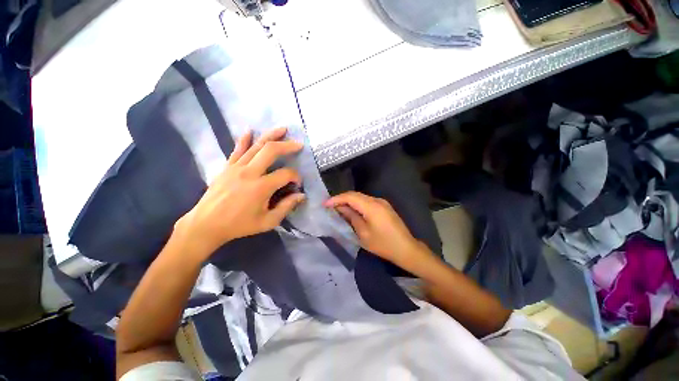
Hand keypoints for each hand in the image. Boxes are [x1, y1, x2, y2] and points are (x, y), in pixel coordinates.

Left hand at [175, 127, 305, 257]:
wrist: (207, 224)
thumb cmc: (239, 225)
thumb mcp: (267, 222)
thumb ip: (286, 207)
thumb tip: (301, 195)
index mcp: (261, 187)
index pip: (285, 174)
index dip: (296, 176)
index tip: (298, 183)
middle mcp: (250, 172)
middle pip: (271, 151)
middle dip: (287, 145)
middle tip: (298, 144)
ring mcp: (236, 167)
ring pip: (256, 146)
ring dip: (271, 136)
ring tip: (282, 129)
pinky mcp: (227, 167)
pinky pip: (237, 150)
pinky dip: (244, 140)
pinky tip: (250, 131)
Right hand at [325, 191, 424, 266]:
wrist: (406, 249)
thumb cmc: (383, 244)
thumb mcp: (364, 233)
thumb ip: (352, 218)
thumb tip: (341, 208)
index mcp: (371, 206)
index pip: (350, 197)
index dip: (336, 199)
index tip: (324, 204)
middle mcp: (377, 200)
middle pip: (355, 195)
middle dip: (341, 199)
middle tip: (329, 206)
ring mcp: (382, 202)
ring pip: (361, 197)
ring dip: (349, 201)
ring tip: (338, 209)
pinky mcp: (384, 207)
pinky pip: (367, 202)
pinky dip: (357, 204)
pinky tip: (352, 211)